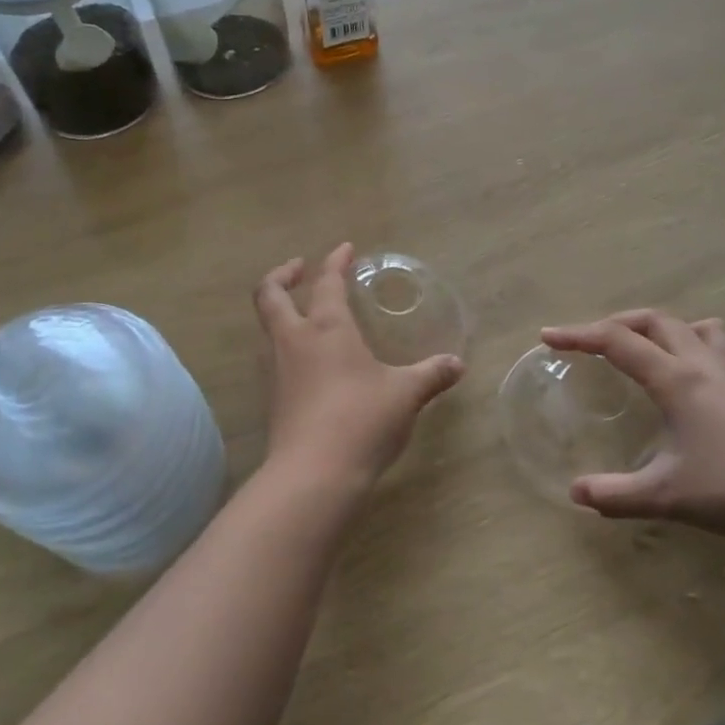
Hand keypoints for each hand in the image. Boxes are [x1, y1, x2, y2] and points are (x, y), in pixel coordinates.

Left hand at [255, 244, 464, 487]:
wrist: (313, 475)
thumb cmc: (361, 421)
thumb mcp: (405, 395)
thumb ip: (431, 375)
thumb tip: (457, 364)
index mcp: (326, 328)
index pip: (327, 282)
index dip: (335, 261)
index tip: (345, 249)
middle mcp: (293, 341)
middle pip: (270, 294)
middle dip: (282, 275)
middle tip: (300, 269)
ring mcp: (276, 370)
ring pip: (266, 327)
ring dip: (279, 310)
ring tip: (302, 313)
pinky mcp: (271, 399)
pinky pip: (272, 357)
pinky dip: (284, 344)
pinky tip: (306, 361)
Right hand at [541, 311, 724, 551]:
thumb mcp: (667, 496)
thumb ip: (616, 494)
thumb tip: (575, 494)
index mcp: (676, 379)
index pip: (617, 341)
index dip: (578, 335)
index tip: (547, 336)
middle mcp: (703, 364)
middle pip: (653, 321)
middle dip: (614, 323)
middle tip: (589, 342)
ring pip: (691, 326)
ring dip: (659, 327)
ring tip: (643, 348)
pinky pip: (718, 344)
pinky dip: (694, 342)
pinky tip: (692, 373)